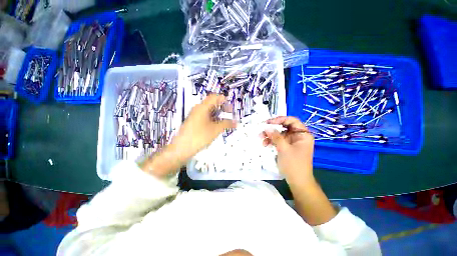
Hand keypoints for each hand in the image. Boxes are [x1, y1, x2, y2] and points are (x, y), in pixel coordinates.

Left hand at [141, 94, 235, 177]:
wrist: (182, 148)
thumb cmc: (199, 136)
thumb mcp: (215, 130)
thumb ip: (226, 124)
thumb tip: (236, 122)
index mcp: (202, 107)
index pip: (214, 97)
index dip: (224, 100)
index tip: (231, 107)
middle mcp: (198, 109)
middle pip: (212, 103)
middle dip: (222, 108)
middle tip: (229, 115)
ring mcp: (195, 115)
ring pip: (208, 111)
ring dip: (217, 114)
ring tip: (225, 121)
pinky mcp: (193, 122)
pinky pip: (205, 116)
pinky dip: (212, 119)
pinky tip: (216, 126)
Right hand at [261, 116, 314, 184]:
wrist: (297, 182)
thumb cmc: (294, 164)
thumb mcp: (284, 149)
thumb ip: (275, 136)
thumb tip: (266, 127)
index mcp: (302, 135)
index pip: (292, 121)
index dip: (280, 119)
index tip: (268, 122)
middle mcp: (298, 136)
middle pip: (284, 127)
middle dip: (272, 128)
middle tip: (262, 129)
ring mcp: (292, 142)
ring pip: (279, 134)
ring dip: (270, 135)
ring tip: (261, 138)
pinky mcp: (287, 147)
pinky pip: (278, 141)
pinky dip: (271, 141)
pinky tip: (265, 144)